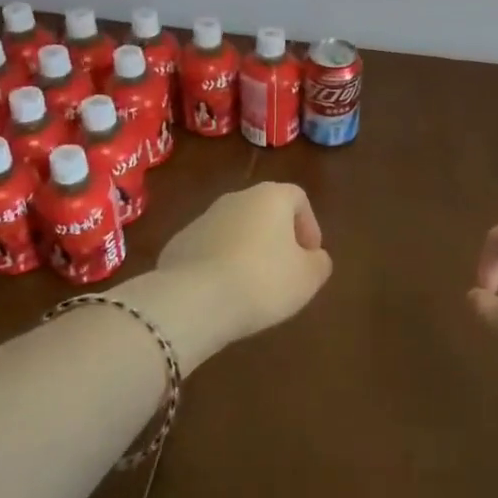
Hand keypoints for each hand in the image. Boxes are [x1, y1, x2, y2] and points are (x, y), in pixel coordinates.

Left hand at [155, 182, 333, 346]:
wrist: (194, 300)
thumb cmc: (263, 281)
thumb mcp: (308, 278)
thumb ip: (319, 263)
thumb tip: (314, 258)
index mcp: (270, 197)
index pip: (297, 198)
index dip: (309, 225)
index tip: (311, 256)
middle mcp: (235, 198)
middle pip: (264, 211)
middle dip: (277, 238)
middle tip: (285, 271)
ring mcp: (202, 219)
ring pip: (235, 230)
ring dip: (247, 251)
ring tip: (253, 287)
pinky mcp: (178, 243)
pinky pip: (209, 250)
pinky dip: (220, 265)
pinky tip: (223, 293)